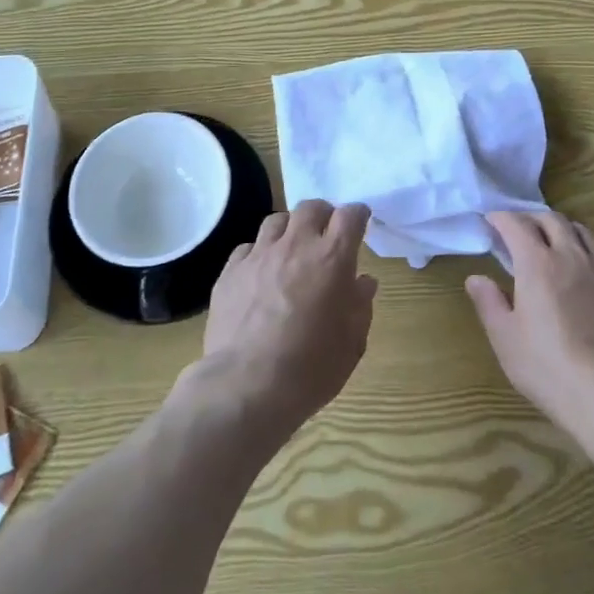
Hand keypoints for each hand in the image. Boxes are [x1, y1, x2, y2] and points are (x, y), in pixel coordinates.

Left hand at [193, 200, 376, 438]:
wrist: (247, 386)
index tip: (360, 223)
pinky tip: (260, 273)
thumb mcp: (352, 342)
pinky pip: (248, 247)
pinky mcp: (230, 271)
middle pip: (311, 207)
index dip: (358, 215)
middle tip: (326, 234)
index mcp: (332, 258)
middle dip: (323, 215)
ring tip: (291, 250)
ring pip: (276, 220)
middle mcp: (296, 245)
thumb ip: (360, 305)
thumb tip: (363, 282)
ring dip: (290, 229)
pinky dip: (259, 253)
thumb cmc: (311, 368)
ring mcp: (259, 255)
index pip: (350, 215)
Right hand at [467, 211, 593, 432]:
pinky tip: (584, 268)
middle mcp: (572, 255)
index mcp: (538, 263)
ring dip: (561, 229)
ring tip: (552, 243)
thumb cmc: (548, 366)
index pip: (516, 224)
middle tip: (518, 230)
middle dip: (531, 218)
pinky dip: (587, 250)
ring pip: (582, 231)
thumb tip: (476, 278)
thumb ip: (489, 302)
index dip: (500, 218)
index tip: (490, 221)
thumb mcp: (505, 338)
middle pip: (551, 219)